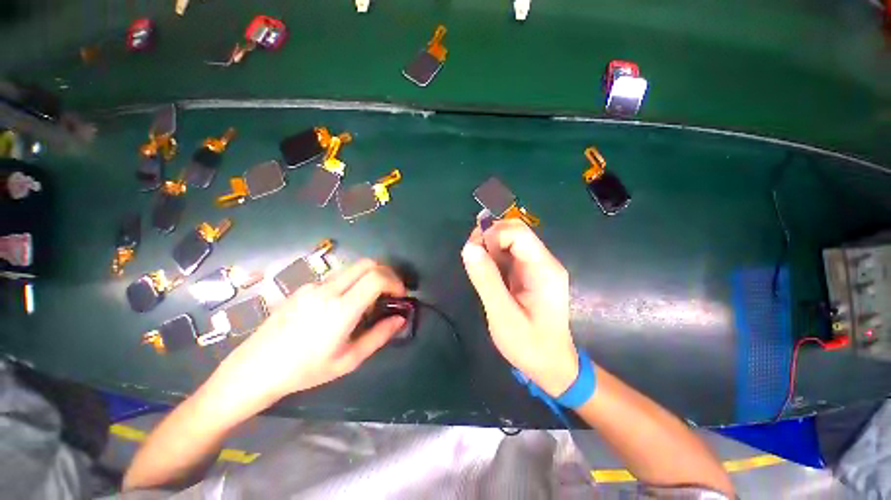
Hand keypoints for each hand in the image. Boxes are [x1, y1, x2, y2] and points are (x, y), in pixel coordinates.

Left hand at [219, 259, 406, 404]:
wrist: (254, 369)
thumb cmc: (305, 370)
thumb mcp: (348, 360)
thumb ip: (379, 336)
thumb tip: (400, 319)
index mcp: (341, 309)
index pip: (376, 277)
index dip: (395, 281)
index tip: (400, 295)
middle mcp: (328, 290)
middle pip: (367, 263)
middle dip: (386, 272)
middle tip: (391, 291)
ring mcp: (313, 286)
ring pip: (352, 269)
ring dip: (369, 277)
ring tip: (370, 301)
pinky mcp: (304, 287)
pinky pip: (337, 278)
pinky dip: (352, 283)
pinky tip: (344, 305)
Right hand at [461, 220, 578, 396]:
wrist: (551, 365)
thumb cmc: (529, 345)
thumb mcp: (503, 315)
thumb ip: (486, 280)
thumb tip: (469, 248)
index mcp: (544, 269)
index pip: (518, 233)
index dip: (493, 235)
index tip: (473, 252)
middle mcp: (543, 262)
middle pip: (515, 231)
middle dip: (489, 236)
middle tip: (471, 255)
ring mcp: (536, 267)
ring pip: (509, 240)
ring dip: (488, 245)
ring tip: (474, 263)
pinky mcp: (527, 274)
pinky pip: (508, 254)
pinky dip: (491, 255)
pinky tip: (482, 268)